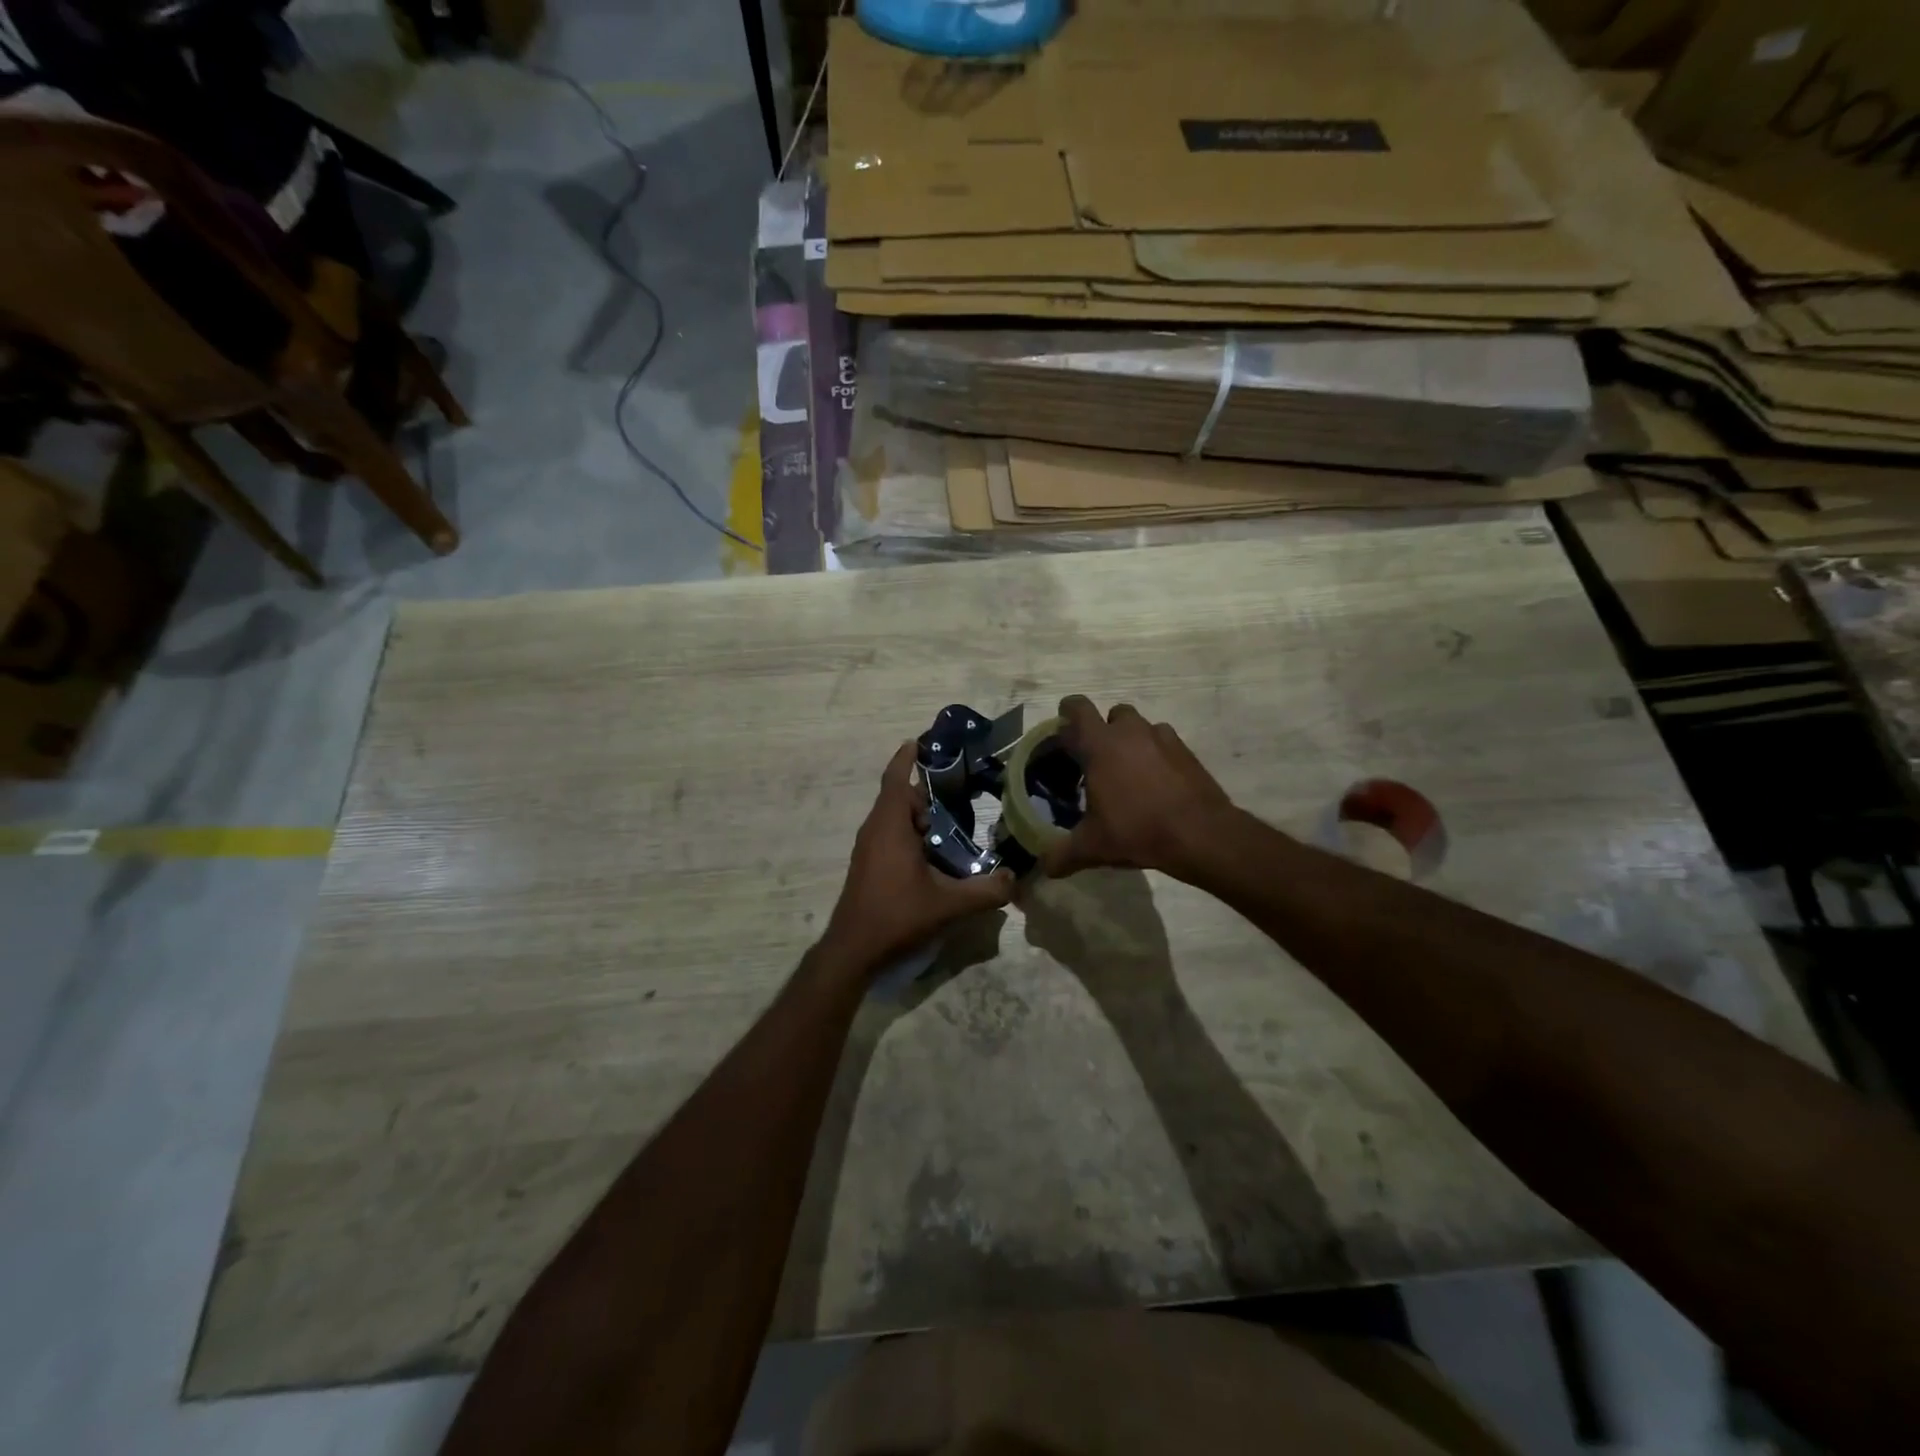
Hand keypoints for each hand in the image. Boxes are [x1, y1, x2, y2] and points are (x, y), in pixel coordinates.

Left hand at [820, 741, 1015, 974]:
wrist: (852, 950)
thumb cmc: (896, 916)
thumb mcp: (948, 905)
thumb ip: (985, 891)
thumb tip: (1016, 879)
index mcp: (890, 827)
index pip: (897, 779)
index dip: (907, 757)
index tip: (921, 740)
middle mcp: (875, 830)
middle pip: (900, 797)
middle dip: (927, 791)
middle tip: (960, 791)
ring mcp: (868, 848)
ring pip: (894, 818)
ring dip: (919, 815)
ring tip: (953, 822)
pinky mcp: (868, 865)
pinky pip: (890, 835)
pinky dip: (910, 832)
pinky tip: (934, 853)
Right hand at [1043, 696, 1234, 880]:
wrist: (1201, 834)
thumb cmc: (1138, 830)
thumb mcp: (1093, 847)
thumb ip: (1063, 854)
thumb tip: (1046, 867)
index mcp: (1100, 745)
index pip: (1077, 708)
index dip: (1067, 713)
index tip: (1063, 730)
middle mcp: (1130, 732)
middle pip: (1111, 714)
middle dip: (1102, 730)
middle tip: (1095, 759)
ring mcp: (1162, 737)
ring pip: (1139, 726)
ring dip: (1130, 740)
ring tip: (1127, 771)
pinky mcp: (1186, 751)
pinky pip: (1163, 742)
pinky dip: (1155, 754)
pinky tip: (1155, 782)